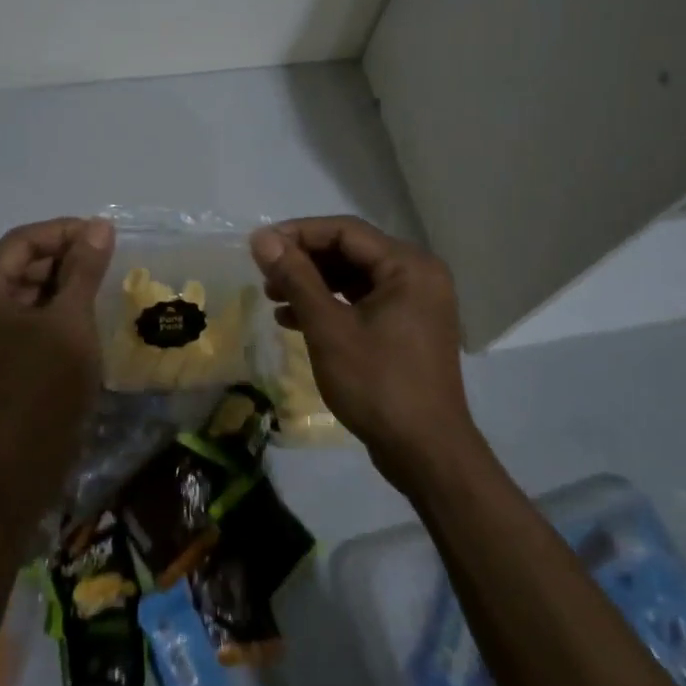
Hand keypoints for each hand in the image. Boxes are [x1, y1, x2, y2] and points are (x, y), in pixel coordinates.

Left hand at [0, 217, 115, 521]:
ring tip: (103, 287)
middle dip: (65, 260)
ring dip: (61, 287)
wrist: (9, 474)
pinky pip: (20, 321)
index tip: (109, 236)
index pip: (24, 240)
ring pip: (22, 293)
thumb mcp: (70, 323)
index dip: (68, 232)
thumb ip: (83, 269)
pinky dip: (51, 314)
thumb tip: (98, 226)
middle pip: (19, 264)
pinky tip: (85, 317)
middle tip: (110, 263)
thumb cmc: (40, 390)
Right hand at [249, 217, 482, 487]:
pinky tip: (293, 320)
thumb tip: (261, 238)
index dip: (298, 233)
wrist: (426, 454)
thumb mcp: (328, 328)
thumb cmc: (378, 384)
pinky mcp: (406, 328)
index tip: (259, 246)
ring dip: (312, 284)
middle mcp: (417, 275)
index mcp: (408, 266)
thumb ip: (296, 277)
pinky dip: (329, 306)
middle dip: (303, 261)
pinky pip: (362, 302)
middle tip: (264, 274)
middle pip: (350, 252)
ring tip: (273, 297)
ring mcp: (415, 304)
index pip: (345, 231)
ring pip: (353, 278)